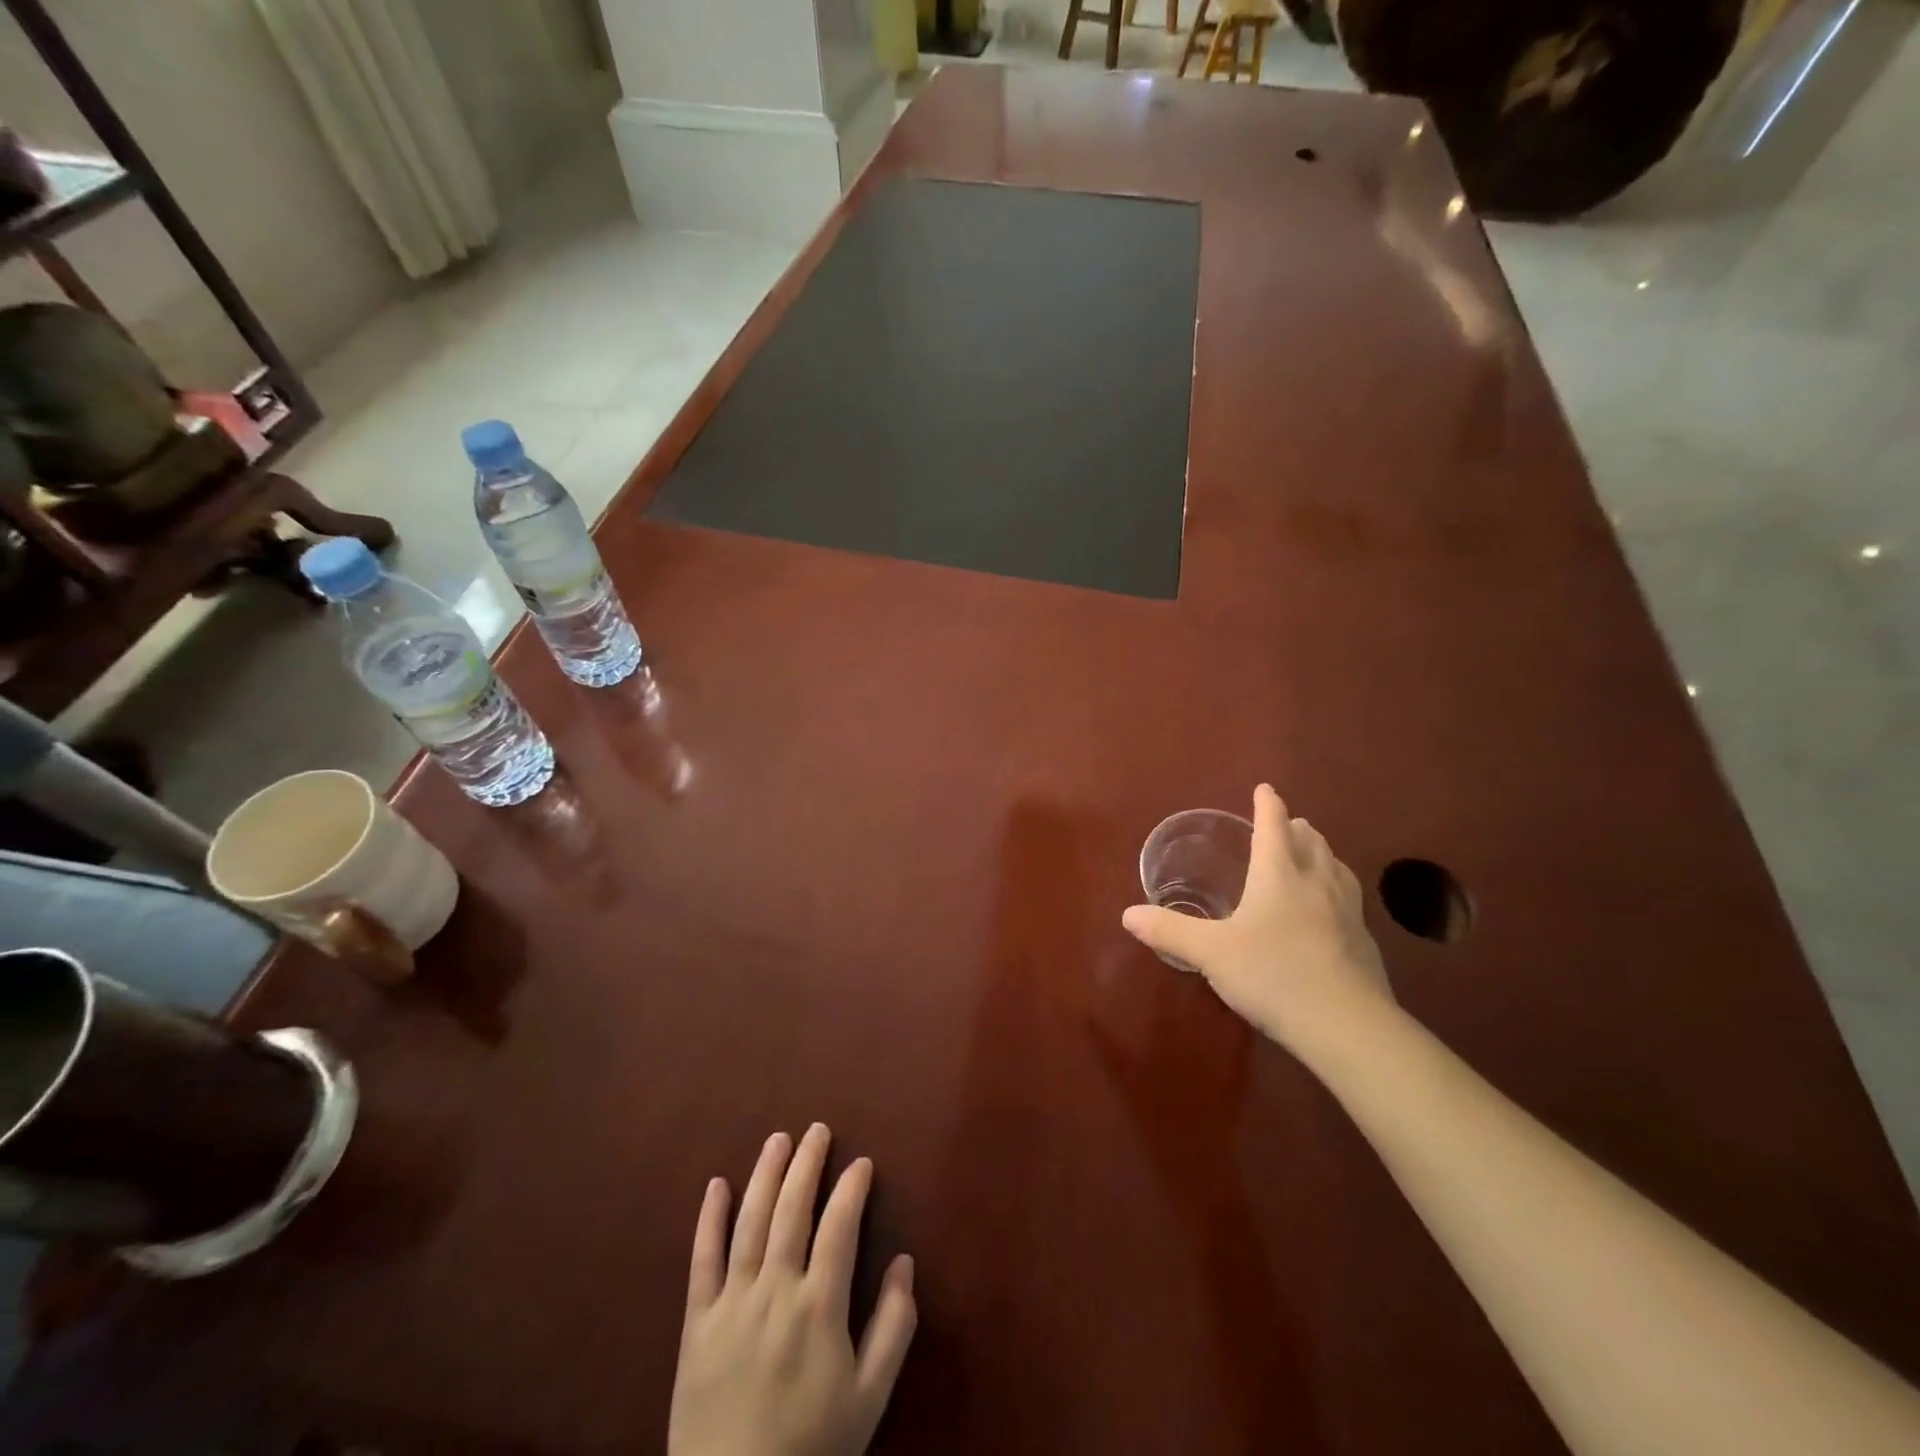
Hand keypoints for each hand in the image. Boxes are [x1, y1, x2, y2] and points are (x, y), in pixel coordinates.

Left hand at [669, 1124, 916, 1455]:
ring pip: (750, 1221)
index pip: (840, 1226)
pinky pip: (702, 1259)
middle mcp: (775, 1290)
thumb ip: (893, 1326)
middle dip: (807, 1163)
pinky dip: (708, 1218)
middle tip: (817, 1130)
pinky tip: (716, 1183)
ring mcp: (731, 1303)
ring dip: (765, 1174)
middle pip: (793, 1209)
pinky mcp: (695, 1322)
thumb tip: (905, 1261)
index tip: (862, 1163)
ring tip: (778, 1139)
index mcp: (819, 1306)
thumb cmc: (811, 1449)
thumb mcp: (869, 1398)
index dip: (852, 1188)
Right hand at [1122, 784, 1393, 1051]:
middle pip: (1311, 842)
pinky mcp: (1364, 941)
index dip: (1268, 805)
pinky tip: (1332, 909)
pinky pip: (1349, 899)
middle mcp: (1317, 883)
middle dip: (1297, 827)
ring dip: (1321, 854)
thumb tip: (1127, 914)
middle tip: (1287, 823)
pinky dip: (1336, 888)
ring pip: (1336, 867)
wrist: (1347, 1026)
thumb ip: (1170, 931)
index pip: (1274, 826)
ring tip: (1313, 854)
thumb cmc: (1273, 974)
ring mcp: (1347, 911)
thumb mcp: (1211, 953)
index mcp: (1279, 875)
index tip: (1265, 788)